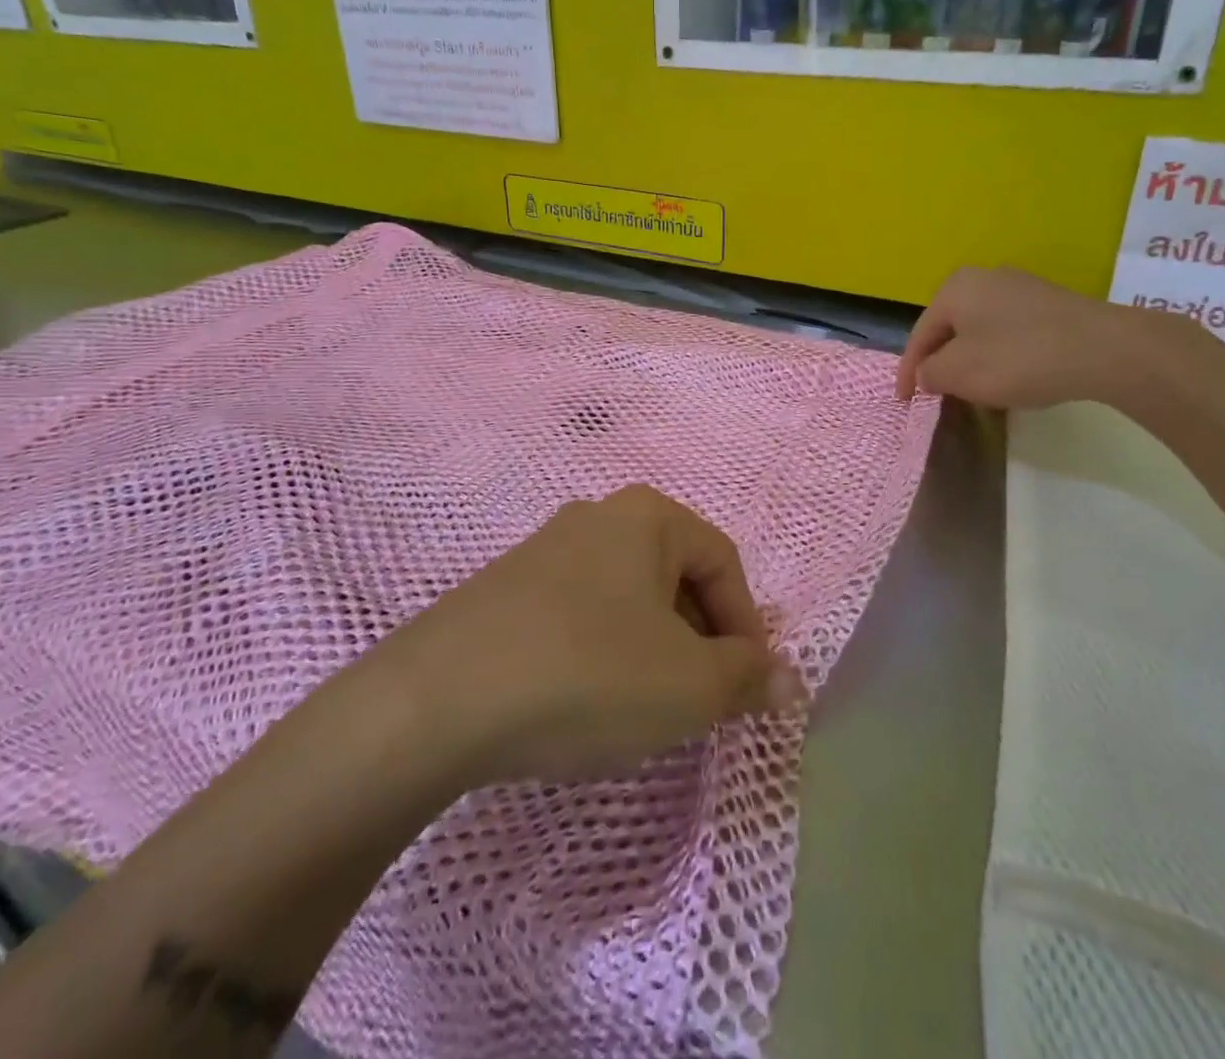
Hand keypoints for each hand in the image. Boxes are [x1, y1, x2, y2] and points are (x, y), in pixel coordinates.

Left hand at [383, 486, 805, 786]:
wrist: (436, 700)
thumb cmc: (587, 674)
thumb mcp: (687, 686)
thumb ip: (747, 679)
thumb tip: (788, 681)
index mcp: (647, 516)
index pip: (724, 563)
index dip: (747, 627)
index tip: (746, 688)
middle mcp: (597, 516)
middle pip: (675, 577)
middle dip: (699, 640)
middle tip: (698, 702)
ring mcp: (544, 549)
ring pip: (626, 599)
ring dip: (652, 650)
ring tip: (643, 708)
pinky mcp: (504, 589)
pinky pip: (579, 615)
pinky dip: (601, 653)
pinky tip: (584, 700)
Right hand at [896, 265, 1162, 409]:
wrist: (1104, 349)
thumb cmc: (1018, 358)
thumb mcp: (960, 373)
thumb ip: (931, 374)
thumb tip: (928, 372)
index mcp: (955, 288)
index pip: (919, 335)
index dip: (908, 372)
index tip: (904, 401)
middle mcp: (984, 277)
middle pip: (949, 329)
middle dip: (940, 362)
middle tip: (938, 393)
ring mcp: (1021, 287)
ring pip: (979, 330)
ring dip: (971, 360)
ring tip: (973, 390)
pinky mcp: (1050, 303)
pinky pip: (1009, 331)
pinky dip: (1000, 355)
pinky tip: (1011, 376)